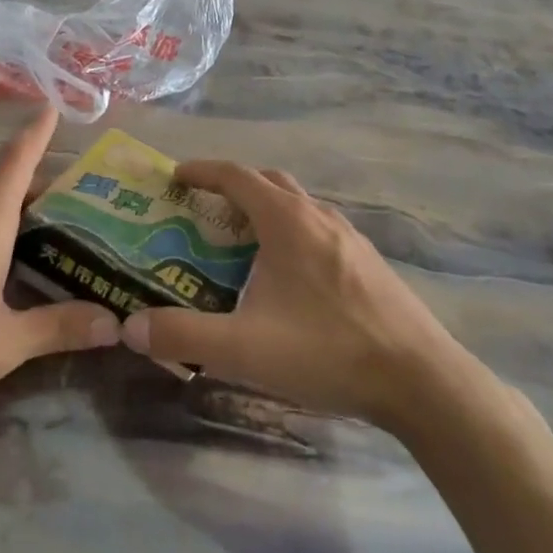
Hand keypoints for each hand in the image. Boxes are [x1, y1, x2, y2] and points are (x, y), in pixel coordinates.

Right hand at [120, 161, 485, 433]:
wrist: (422, 381)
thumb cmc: (327, 351)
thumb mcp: (244, 348)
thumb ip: (183, 335)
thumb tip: (130, 326)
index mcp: (286, 220)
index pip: (236, 176)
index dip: (202, 171)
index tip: (175, 176)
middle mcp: (318, 216)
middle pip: (268, 181)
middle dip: (232, 185)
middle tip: (204, 208)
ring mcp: (350, 237)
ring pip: (298, 204)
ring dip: (265, 208)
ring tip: (241, 241)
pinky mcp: (369, 263)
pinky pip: (319, 228)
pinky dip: (291, 232)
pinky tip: (288, 276)